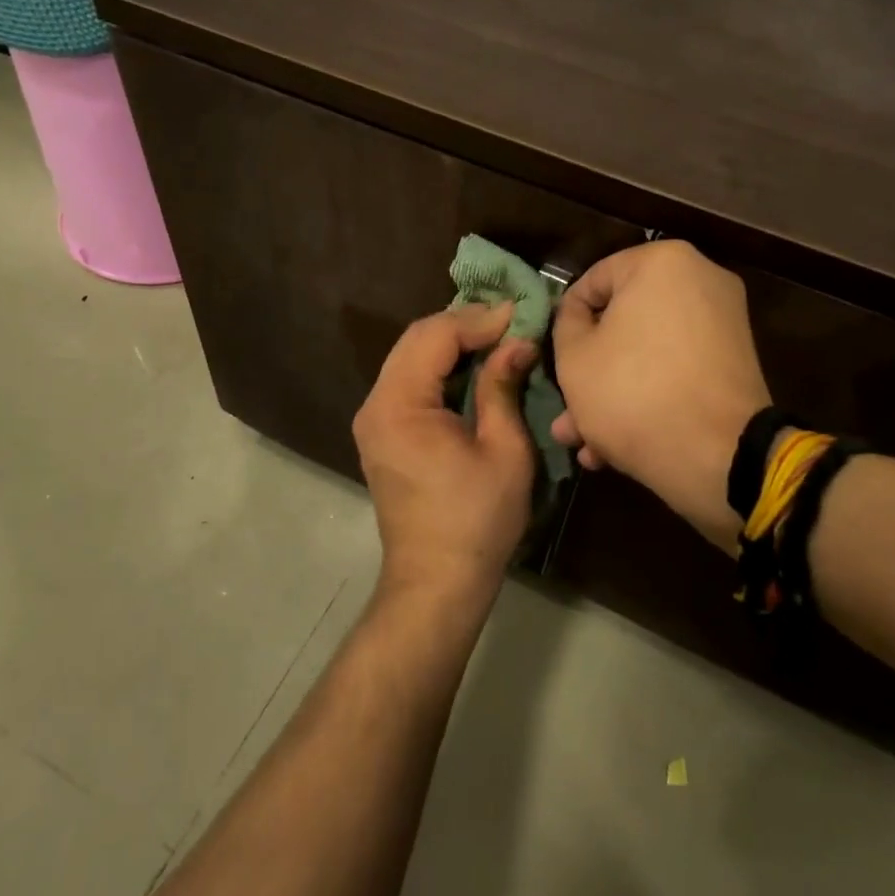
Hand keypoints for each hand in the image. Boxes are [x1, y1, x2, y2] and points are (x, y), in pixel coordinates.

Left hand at [353, 304, 538, 605]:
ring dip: (453, 343)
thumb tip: (518, 342)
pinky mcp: (382, 432)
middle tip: (512, 321)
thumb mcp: (504, 450)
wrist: (436, 581)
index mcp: (400, 406)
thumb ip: (503, 388)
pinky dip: (441, 366)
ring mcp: (374, 419)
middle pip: (416, 340)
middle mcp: (376, 404)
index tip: (520, 314)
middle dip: (464, 324)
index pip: (434, 336)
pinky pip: (410, 381)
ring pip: (411, 357)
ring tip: (498, 338)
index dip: (478, 319)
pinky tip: (473, 366)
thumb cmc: (477, 520)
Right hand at [551, 242, 770, 540]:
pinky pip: (676, 371)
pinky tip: (613, 448)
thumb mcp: (573, 356)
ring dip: (611, 393)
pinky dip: (648, 397)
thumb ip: (565, 323)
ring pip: (647, 352)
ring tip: (580, 440)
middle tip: (565, 406)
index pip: (592, 281)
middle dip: (589, 370)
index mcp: (662, 262)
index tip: (552, 356)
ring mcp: (723, 324)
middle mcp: (701, 281)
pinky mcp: (733, 365)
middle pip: (623, 322)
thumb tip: (576, 315)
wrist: (718, 457)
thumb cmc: (632, 392)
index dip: (565, 320)